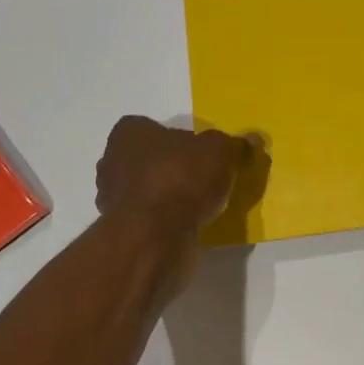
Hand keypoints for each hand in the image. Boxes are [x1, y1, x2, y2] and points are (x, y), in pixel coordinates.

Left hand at [96, 117, 253, 242]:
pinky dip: (164, 220)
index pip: (153, 128)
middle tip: (204, 180)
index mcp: (128, 133)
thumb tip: (252, 140)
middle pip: (148, 159)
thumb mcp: (221, 152)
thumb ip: (236, 145)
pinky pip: (147, 218)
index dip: (180, 140)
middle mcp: (112, 161)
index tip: (203, 155)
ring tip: (200, 206)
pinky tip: (187, 226)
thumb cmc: (181, 179)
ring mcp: (111, 198)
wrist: (154, 236)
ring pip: (146, 190)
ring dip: (168, 196)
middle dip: (173, 168)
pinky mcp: (120, 229)